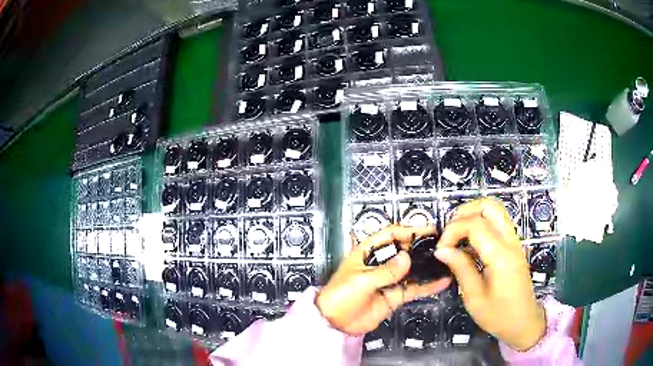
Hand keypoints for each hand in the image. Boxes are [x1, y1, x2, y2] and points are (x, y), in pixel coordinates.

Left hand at [316, 226, 450, 335]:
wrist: (335, 323)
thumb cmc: (341, 295)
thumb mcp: (361, 281)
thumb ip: (385, 271)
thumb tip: (407, 257)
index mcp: (368, 253)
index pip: (390, 235)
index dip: (408, 230)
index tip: (428, 230)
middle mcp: (381, 263)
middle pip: (404, 250)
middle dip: (421, 246)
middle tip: (442, 244)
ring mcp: (390, 280)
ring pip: (412, 269)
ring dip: (427, 265)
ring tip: (446, 260)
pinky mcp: (395, 296)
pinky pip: (414, 288)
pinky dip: (428, 286)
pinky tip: (442, 282)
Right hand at [435, 198, 545, 350]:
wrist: (523, 321)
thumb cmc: (498, 315)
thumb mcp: (474, 297)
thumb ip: (461, 268)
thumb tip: (442, 250)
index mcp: (501, 256)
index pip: (475, 225)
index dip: (453, 231)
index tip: (441, 249)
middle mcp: (510, 242)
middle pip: (489, 206)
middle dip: (464, 212)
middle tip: (450, 233)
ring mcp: (514, 241)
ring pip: (495, 210)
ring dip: (473, 214)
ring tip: (457, 234)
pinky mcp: (514, 245)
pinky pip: (498, 222)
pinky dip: (481, 223)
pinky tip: (470, 242)